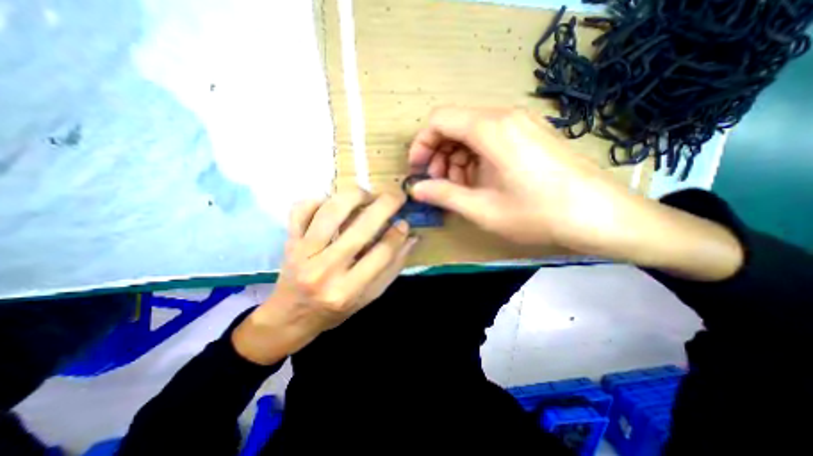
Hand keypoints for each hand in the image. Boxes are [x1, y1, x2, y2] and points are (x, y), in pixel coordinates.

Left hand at [232, 190, 415, 364]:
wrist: (290, 317)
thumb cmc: (334, 310)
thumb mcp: (369, 296)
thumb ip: (392, 267)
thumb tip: (410, 237)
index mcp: (348, 290)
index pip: (382, 253)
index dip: (398, 234)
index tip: (405, 222)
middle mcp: (325, 270)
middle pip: (360, 228)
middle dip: (385, 205)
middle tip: (397, 196)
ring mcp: (303, 252)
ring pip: (331, 211)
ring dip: (355, 195)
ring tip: (368, 195)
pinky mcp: (290, 240)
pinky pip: (301, 209)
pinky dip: (318, 199)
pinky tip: (333, 203)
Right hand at [406, 104, 633, 250]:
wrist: (600, 215)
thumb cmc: (538, 213)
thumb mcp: (483, 209)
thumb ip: (444, 195)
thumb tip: (415, 189)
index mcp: (491, 129)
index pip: (439, 120)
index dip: (421, 144)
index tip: (417, 170)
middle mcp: (504, 116)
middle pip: (454, 125)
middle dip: (439, 155)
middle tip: (438, 184)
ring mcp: (520, 123)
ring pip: (471, 133)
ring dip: (456, 159)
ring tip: (460, 188)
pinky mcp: (529, 135)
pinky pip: (489, 139)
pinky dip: (475, 159)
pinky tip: (480, 182)